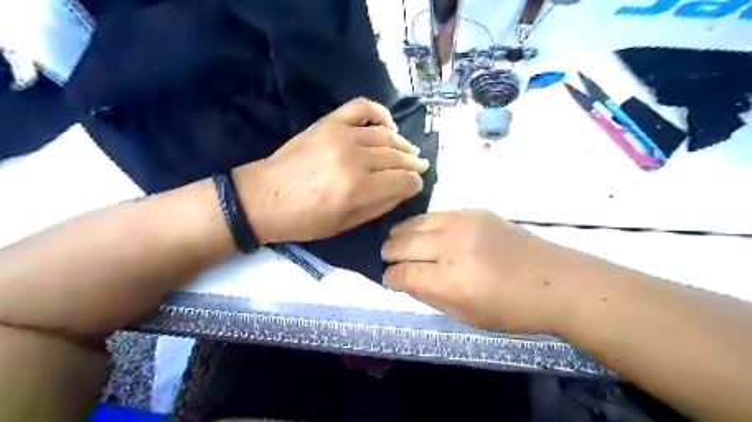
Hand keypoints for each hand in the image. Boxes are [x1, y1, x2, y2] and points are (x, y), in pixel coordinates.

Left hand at [238, 95, 431, 242]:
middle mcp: (355, 158)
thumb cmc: (304, 219)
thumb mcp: (345, 224)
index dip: (415, 184)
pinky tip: (388, 125)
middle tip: (421, 167)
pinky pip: (362, 108)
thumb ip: (379, 206)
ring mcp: (341, 135)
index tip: (415, 186)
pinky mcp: (329, 123)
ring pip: (386, 135)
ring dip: (403, 144)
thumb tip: (403, 191)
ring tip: (410, 151)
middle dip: (414, 164)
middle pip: (398, 157)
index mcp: (359, 188)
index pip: (404, 180)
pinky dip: (380, 113)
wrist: (263, 197)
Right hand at [383, 210, 577, 333]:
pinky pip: (436, 214)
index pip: (402, 274)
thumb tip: (403, 280)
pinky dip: (423, 224)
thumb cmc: (511, 309)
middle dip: (389, 253)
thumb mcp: (465, 316)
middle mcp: (452, 246)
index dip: (390, 277)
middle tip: (388, 258)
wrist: (554, 280)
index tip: (387, 278)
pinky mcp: (474, 211)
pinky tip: (423, 232)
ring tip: (398, 241)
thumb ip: (428, 296)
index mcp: (450, 280)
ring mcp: (463, 223)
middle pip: (402, 243)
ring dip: (401, 234)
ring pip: (415, 222)